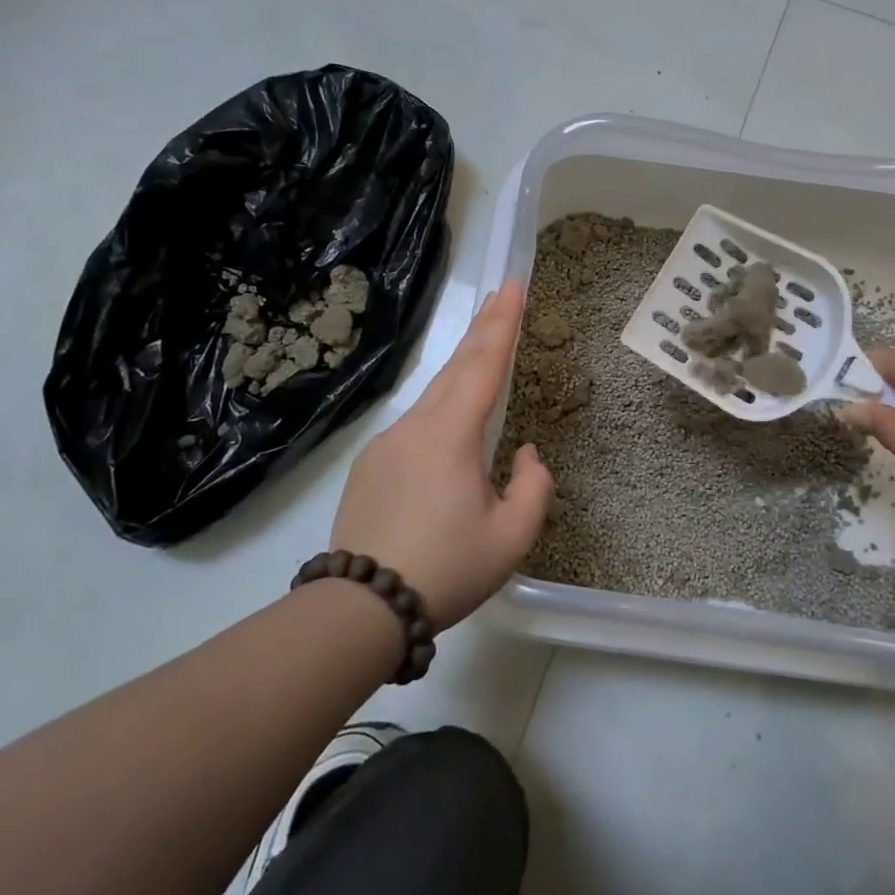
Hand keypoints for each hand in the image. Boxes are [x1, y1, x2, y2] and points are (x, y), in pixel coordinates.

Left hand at [328, 281, 553, 630]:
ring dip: (460, 370)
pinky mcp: (369, 466)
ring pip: (432, 396)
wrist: (361, 608)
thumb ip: (533, 486)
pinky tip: (448, 431)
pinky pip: (414, 426)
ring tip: (482, 352)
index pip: (484, 365)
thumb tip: (524, 453)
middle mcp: (415, 427)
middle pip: (455, 368)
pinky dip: (439, 410)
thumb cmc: (446, 569)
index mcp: (451, 435)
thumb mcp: (512, 538)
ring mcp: (386, 444)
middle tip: (500, 296)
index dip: (502, 324)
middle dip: (481, 329)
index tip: (513, 286)